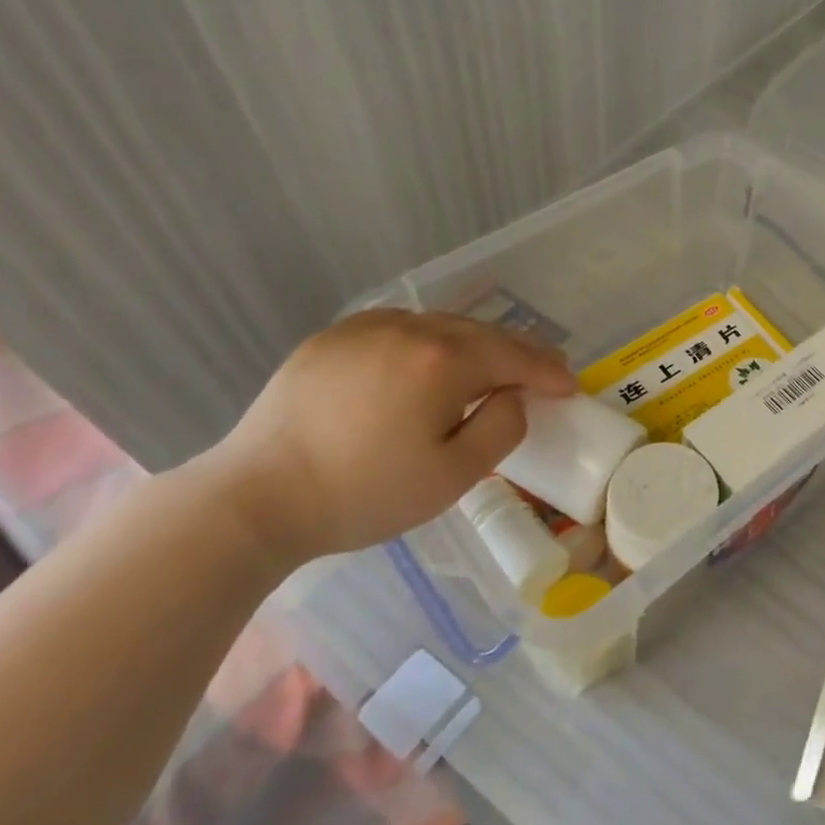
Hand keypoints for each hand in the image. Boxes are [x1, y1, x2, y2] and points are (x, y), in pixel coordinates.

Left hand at [208, 310, 577, 563]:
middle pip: (483, 334)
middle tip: (544, 372)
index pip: (516, 357)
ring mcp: (367, 327)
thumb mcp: (453, 476)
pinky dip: (431, 341)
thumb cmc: (363, 494)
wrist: (254, 498)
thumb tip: (513, 397)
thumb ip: (502, 428)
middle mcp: (411, 328)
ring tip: (493, 367)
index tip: (570, 387)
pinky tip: (430, 362)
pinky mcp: (333, 337)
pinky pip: (401, 329)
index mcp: (444, 360)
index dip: (549, 372)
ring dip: (477, 345)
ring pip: (443, 326)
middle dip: (520, 353)